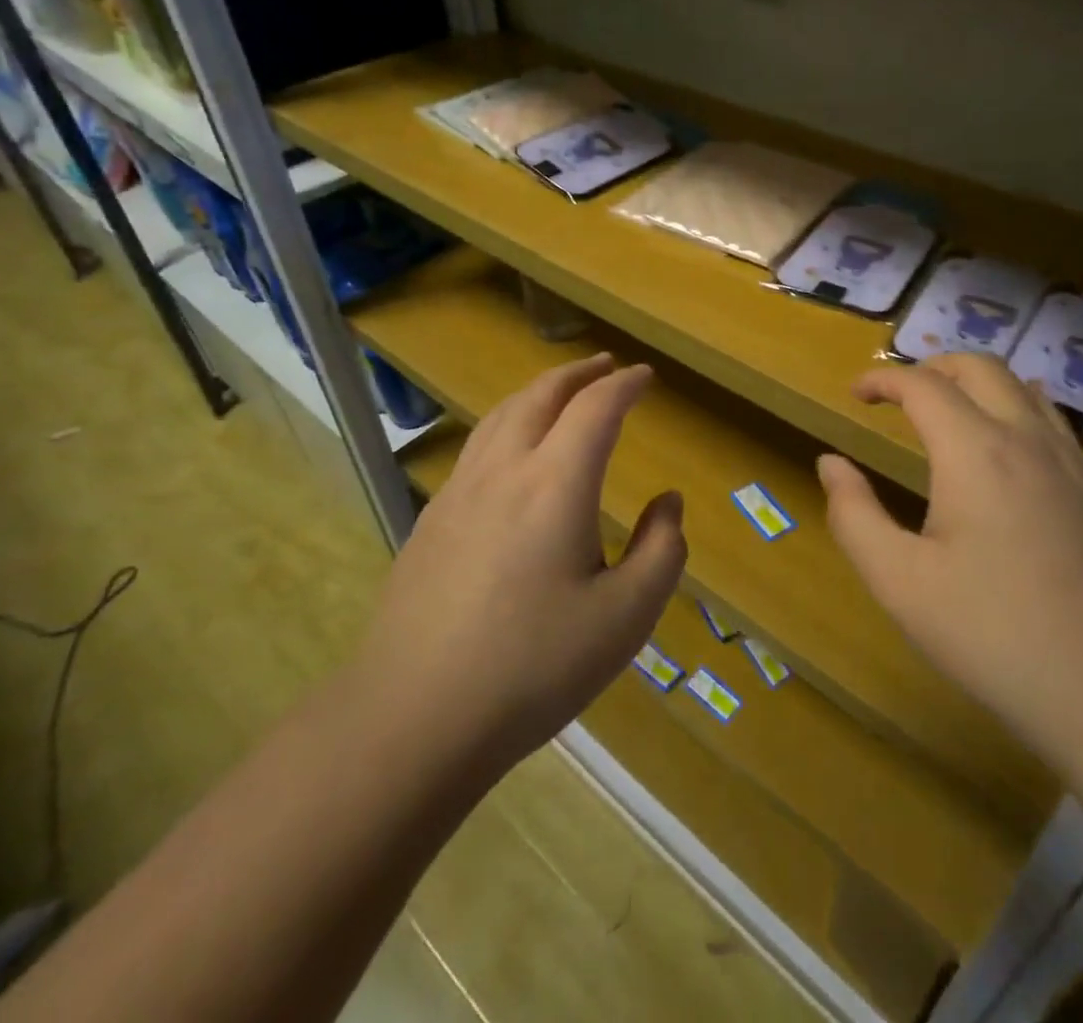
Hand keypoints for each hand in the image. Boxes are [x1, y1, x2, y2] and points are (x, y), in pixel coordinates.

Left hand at [360, 354, 686, 777]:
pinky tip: (511, 453)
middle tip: (605, 365)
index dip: (625, 385)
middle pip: (541, 396)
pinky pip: (477, 446)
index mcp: (555, 484)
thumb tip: (668, 503)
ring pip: (501, 415)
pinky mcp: (432, 520)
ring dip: (538, 392)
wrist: (414, 716)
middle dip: (578, 373)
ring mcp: (459, 492)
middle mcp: (504, 470)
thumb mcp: (625, 618)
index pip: (596, 409)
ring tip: (560, 394)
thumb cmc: (533, 666)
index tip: (646, 376)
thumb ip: (661, 551)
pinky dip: (507, 423)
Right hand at [818, 353, 1082, 765]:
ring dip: (978, 384)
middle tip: (900, 394)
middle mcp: (1029, 440)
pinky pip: (1055, 425)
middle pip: (980, 368)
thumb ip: (855, 515)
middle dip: (933, 366)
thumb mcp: (900, 582)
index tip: (856, 394)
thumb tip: (831, 464)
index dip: (883, 380)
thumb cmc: (995, 635)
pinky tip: (1010, 453)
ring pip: (1025, 389)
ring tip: (951, 411)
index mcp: (975, 451)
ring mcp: (1076, 466)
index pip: (923, 385)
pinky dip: (1018, 410)